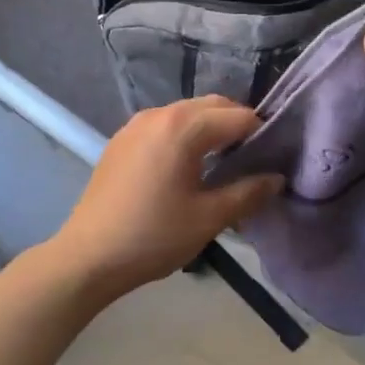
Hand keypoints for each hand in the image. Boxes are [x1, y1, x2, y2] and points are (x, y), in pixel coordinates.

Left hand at [54, 96, 283, 300]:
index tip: (274, 160)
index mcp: (183, 127)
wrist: (88, 257)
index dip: (263, 135)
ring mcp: (136, 124)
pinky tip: (188, 167)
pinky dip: (186, 135)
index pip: (239, 117)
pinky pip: (165, 125)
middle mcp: (160, 113)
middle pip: (213, 106)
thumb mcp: (209, 218)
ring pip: (188, 113)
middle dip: (238, 126)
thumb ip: (248, 192)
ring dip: (211, 129)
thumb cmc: (154, 236)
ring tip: (223, 164)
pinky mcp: (122, 139)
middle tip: (254, 160)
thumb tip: (276, 178)